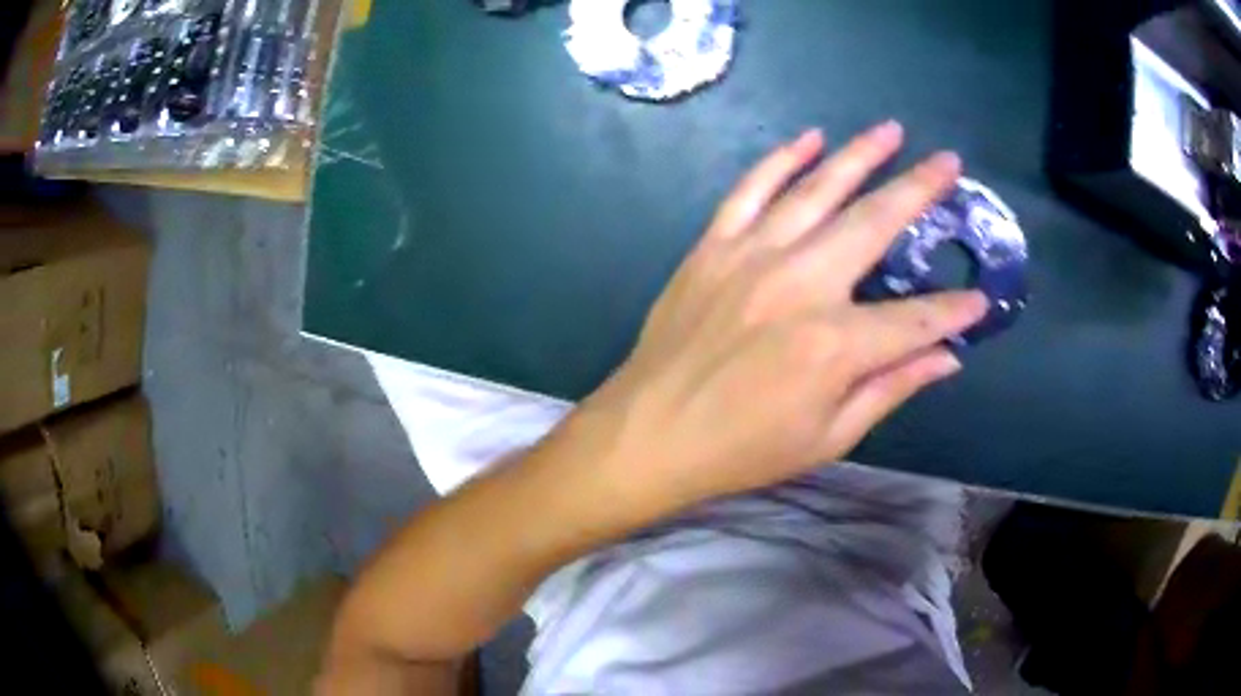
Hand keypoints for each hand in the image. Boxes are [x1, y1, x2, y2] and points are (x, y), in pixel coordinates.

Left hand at [581, 122, 988, 513]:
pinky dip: (781, 159)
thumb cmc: (742, 449)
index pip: (916, 319)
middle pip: (874, 223)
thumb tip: (949, 357)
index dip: (954, 311)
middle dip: (920, 190)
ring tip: (891, 130)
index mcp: (834, 345)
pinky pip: (751, 190)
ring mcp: (752, 256)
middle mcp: (800, 285)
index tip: (980, 300)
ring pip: (818, 190)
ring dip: (859, 155)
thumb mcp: (829, 436)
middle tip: (949, 162)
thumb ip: (892, 387)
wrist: (650, 433)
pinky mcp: (713, 246)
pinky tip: (809, 137)